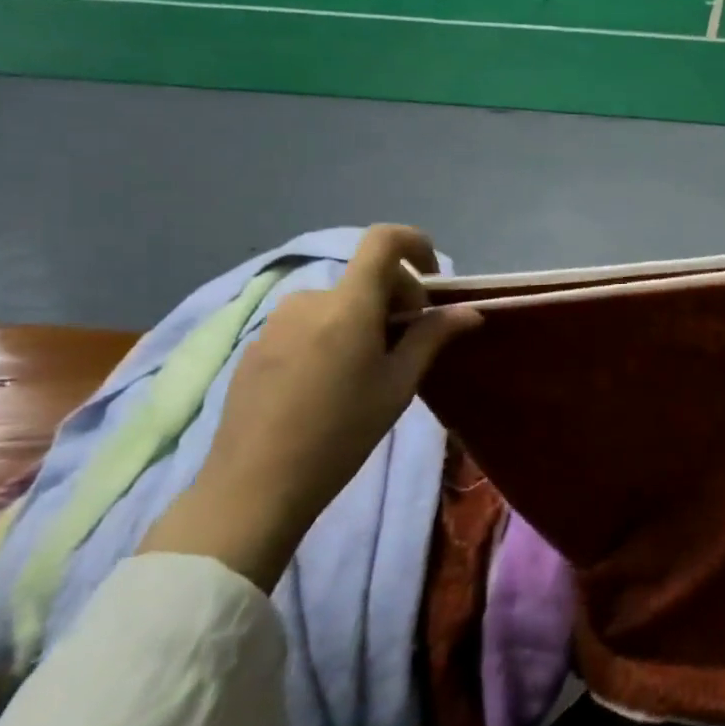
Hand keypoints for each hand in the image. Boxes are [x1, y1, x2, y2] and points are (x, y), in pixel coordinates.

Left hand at [140, 225, 478, 588]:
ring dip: (364, 319)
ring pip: (338, 302)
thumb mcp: (398, 385)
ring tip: (369, 370)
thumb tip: (469, 311)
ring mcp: (276, 321)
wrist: (255, 485)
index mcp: (349, 304)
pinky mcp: (256, 345)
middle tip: (409, 345)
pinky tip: (329, 385)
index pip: (383, 240)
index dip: (416, 244)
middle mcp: (309, 299)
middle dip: (397, 298)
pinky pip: (308, 323)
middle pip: (365, 276)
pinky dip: (332, 335)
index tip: (433, 280)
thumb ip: (432, 337)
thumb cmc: (341, 433)